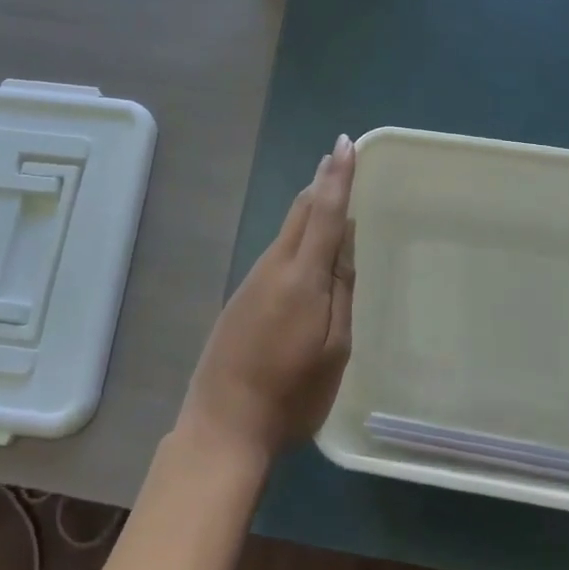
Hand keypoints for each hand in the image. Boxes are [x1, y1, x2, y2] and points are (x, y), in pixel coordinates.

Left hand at [178, 136, 356, 465]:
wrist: (223, 425)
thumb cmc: (292, 394)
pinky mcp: (243, 297)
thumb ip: (341, 288)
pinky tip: (308, 246)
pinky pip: (277, 252)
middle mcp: (274, 267)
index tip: (345, 144)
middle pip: (300, 212)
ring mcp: (253, 280)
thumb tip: (345, 237)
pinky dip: (297, 235)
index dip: (338, 177)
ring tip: (330, 193)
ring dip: (310, 207)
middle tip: (339, 158)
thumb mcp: (334, 348)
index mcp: (302, 277)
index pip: (324, 212)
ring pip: (287, 231)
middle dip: (321, 182)